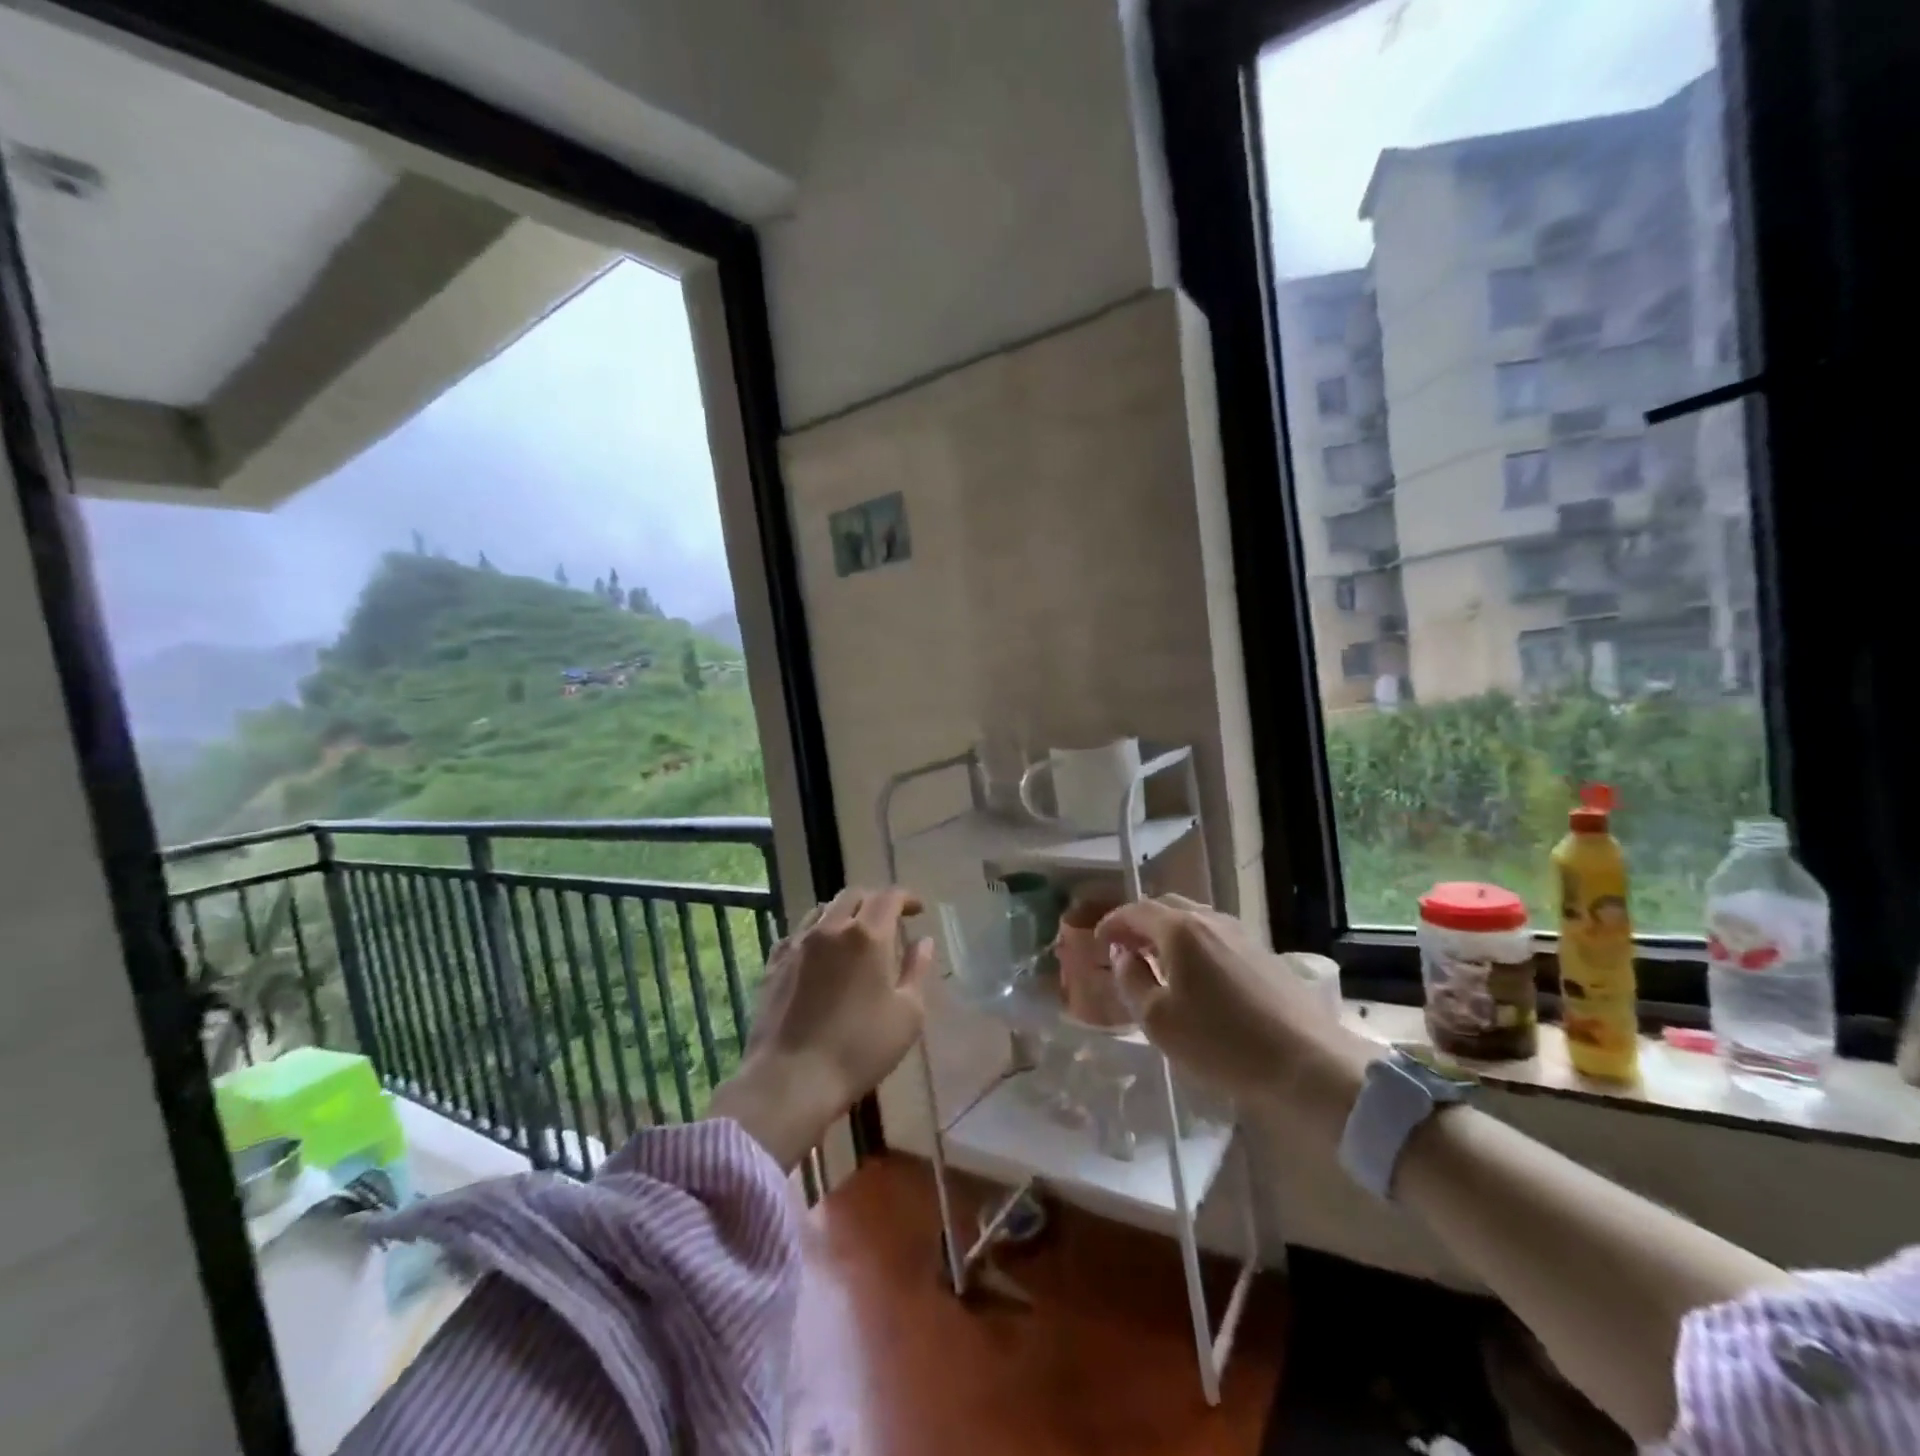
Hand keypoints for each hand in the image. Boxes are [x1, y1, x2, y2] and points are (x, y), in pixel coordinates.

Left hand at [710, 886, 933, 1169]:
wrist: (791, 1079)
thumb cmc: (860, 1049)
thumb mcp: (908, 1015)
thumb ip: (917, 970)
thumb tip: (923, 941)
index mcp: (868, 935)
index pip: (889, 897)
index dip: (906, 898)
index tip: (917, 910)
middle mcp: (831, 928)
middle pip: (854, 895)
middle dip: (875, 901)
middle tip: (888, 920)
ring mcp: (798, 944)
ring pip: (823, 910)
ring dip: (844, 913)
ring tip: (854, 934)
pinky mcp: (774, 963)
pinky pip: (798, 933)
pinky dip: (816, 933)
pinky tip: (819, 953)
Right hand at [1097, 895, 1376, 1129]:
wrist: (1308, 1065)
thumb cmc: (1222, 1043)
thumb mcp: (1159, 1020)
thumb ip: (1131, 980)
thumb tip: (1123, 956)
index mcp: (1180, 930)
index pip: (1134, 911)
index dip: (1111, 924)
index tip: (1096, 942)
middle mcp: (1211, 920)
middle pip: (1165, 907)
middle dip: (1139, 923)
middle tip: (1122, 947)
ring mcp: (1241, 934)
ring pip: (1193, 920)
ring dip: (1167, 933)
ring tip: (1155, 961)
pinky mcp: (1263, 954)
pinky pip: (1215, 936)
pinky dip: (1193, 945)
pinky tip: (1194, 975)